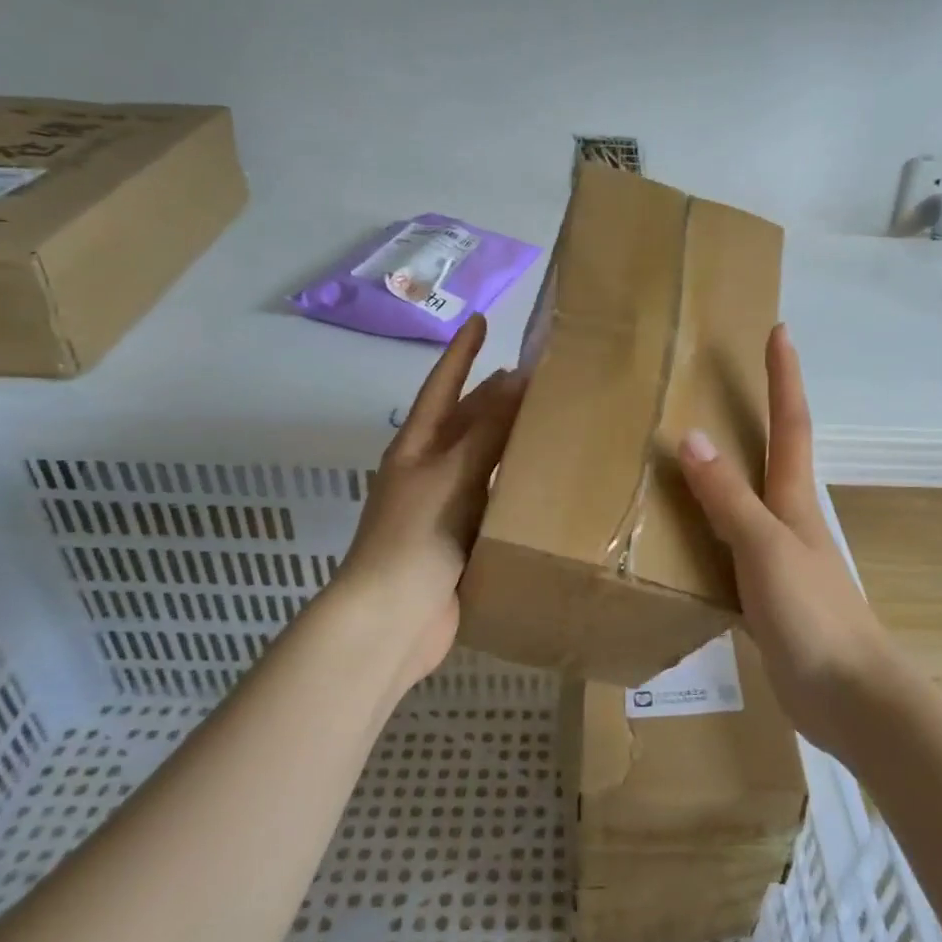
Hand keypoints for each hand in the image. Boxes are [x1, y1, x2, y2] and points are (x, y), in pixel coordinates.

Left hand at [334, 315, 525, 690]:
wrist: (392, 620)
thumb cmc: (415, 536)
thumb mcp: (451, 473)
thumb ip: (487, 429)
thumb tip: (517, 378)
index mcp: (416, 448)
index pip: (442, 388)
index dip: (461, 354)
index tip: (480, 321)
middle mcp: (429, 472)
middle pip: (465, 424)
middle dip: (493, 397)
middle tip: (536, 376)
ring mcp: (444, 508)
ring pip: (483, 463)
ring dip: (509, 442)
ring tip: (549, 423)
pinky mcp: (461, 542)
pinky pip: (493, 502)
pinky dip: (516, 487)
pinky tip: (545, 485)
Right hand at [676, 323, 899, 755]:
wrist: (849, 697)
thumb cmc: (812, 614)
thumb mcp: (764, 548)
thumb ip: (727, 498)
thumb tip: (691, 437)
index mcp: (793, 500)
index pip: (789, 424)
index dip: (784, 377)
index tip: (780, 331)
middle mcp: (788, 520)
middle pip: (772, 455)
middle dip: (757, 413)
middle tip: (720, 384)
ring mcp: (779, 558)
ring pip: (746, 502)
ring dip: (725, 473)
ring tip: (685, 453)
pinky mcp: (766, 595)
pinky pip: (729, 547)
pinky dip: (708, 529)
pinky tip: (682, 538)